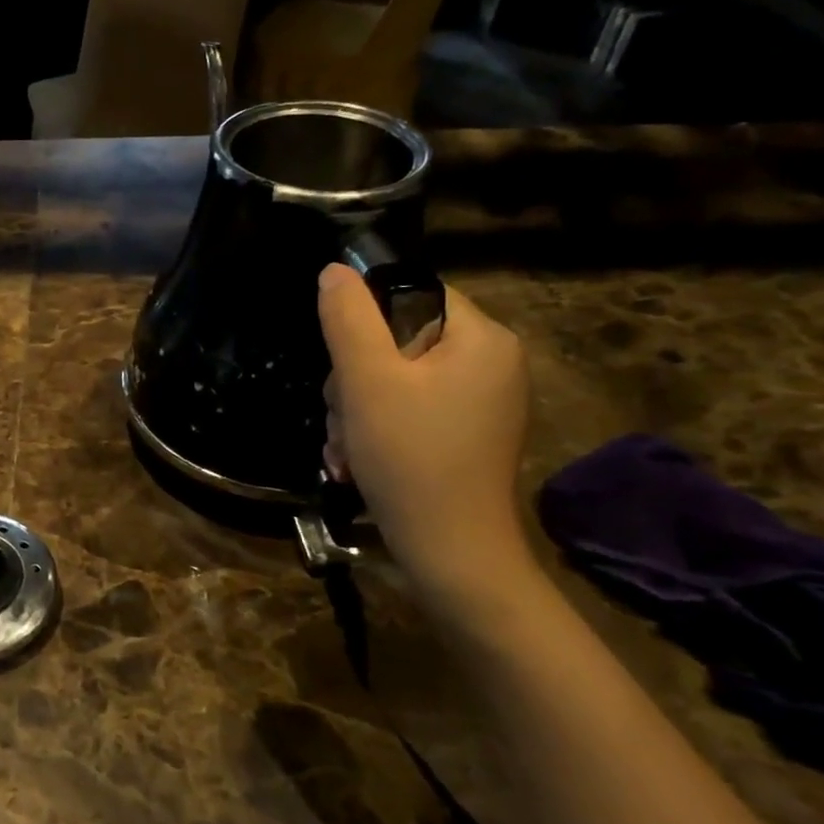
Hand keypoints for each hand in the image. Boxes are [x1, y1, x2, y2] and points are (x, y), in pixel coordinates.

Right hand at [318, 264, 532, 601]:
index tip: (343, 364)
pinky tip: (355, 461)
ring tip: (346, 449)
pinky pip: (407, 410)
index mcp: (482, 338)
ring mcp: (478, 402)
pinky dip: (374, 430)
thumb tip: (334, 271)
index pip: (412, 294)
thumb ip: (348, 319)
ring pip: (393, 380)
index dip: (364, 322)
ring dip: (354, 410)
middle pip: (397, 341)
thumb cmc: (410, 457)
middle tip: (343, 417)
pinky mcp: (462, 434)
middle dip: (353, 380)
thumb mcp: (367, 381)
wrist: (450, 553)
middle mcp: (490, 363)